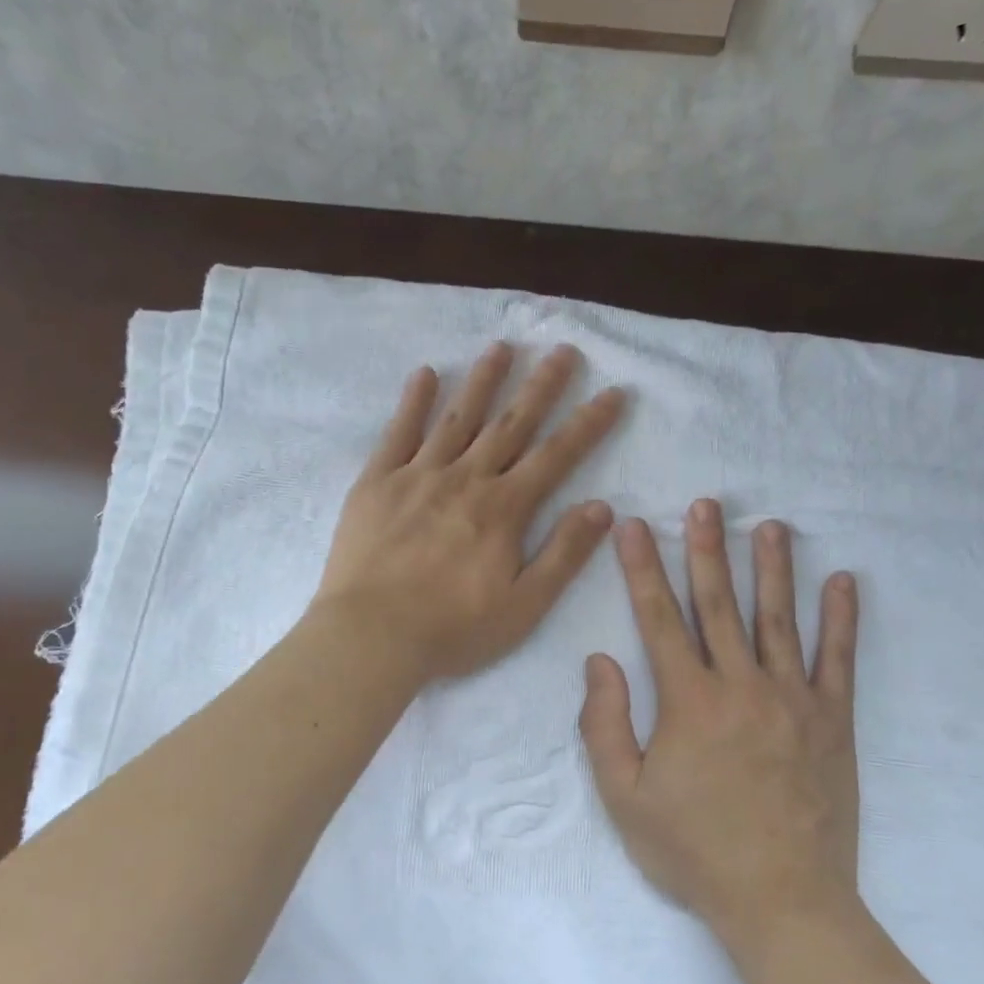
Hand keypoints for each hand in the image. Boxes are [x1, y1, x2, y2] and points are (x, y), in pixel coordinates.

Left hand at [314, 342, 624, 681]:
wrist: (370, 637)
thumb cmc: (452, 629)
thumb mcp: (524, 605)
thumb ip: (564, 554)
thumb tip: (602, 507)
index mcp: (504, 508)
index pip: (557, 455)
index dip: (588, 423)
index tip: (613, 392)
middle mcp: (466, 479)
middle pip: (511, 423)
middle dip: (541, 386)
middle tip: (562, 349)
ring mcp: (418, 475)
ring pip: (458, 418)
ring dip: (483, 381)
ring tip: (502, 347)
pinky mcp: (377, 482)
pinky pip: (398, 432)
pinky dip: (413, 401)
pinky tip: (425, 374)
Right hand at [580, 500, 860, 952]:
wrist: (783, 902)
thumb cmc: (695, 851)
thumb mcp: (625, 798)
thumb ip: (604, 725)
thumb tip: (598, 660)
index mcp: (688, 701)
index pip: (659, 618)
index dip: (643, 569)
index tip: (636, 527)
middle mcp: (740, 685)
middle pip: (719, 604)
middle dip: (707, 550)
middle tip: (706, 505)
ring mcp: (792, 698)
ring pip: (778, 618)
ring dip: (771, 568)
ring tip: (769, 526)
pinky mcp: (832, 719)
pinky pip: (838, 659)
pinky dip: (842, 618)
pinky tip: (844, 581)